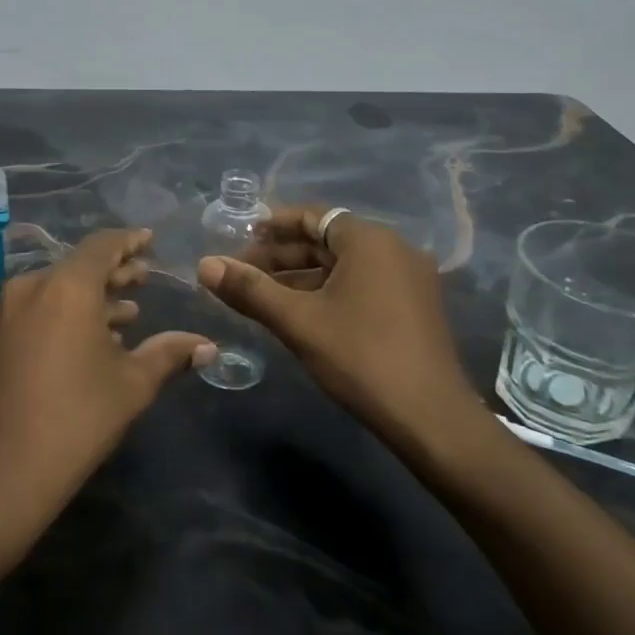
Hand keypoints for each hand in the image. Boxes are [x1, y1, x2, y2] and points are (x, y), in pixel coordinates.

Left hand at [0, 229, 215, 557]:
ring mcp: (1, 311)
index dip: (129, 241)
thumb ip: (169, 354)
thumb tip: (207, 346)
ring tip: (121, 316)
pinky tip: (81, 342)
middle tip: (142, 280)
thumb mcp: (132, 384)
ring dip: (87, 299)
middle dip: (112, 273)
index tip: (149, 241)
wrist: (0, 473)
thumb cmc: (77, 420)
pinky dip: (58, 315)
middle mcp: (28, 286)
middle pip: (76, 268)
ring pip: (52, 290)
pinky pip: (30, 310)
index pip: (102, 246)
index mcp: (66, 287)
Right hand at [197, 206, 494, 460]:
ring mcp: (409, 280)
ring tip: (261, 297)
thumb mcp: (298, 321)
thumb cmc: (361, 357)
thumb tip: (204, 265)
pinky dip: (328, 293)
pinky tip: (299, 315)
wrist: (430, 418)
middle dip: (282, 256)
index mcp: (370, 241)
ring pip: (343, 267)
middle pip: (327, 242)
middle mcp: (395, 250)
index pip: (313, 217)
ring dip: (301, 278)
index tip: (240, 239)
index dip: (273, 225)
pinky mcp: (414, 308)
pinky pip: (362, 285)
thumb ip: (249, 290)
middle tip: (241, 275)